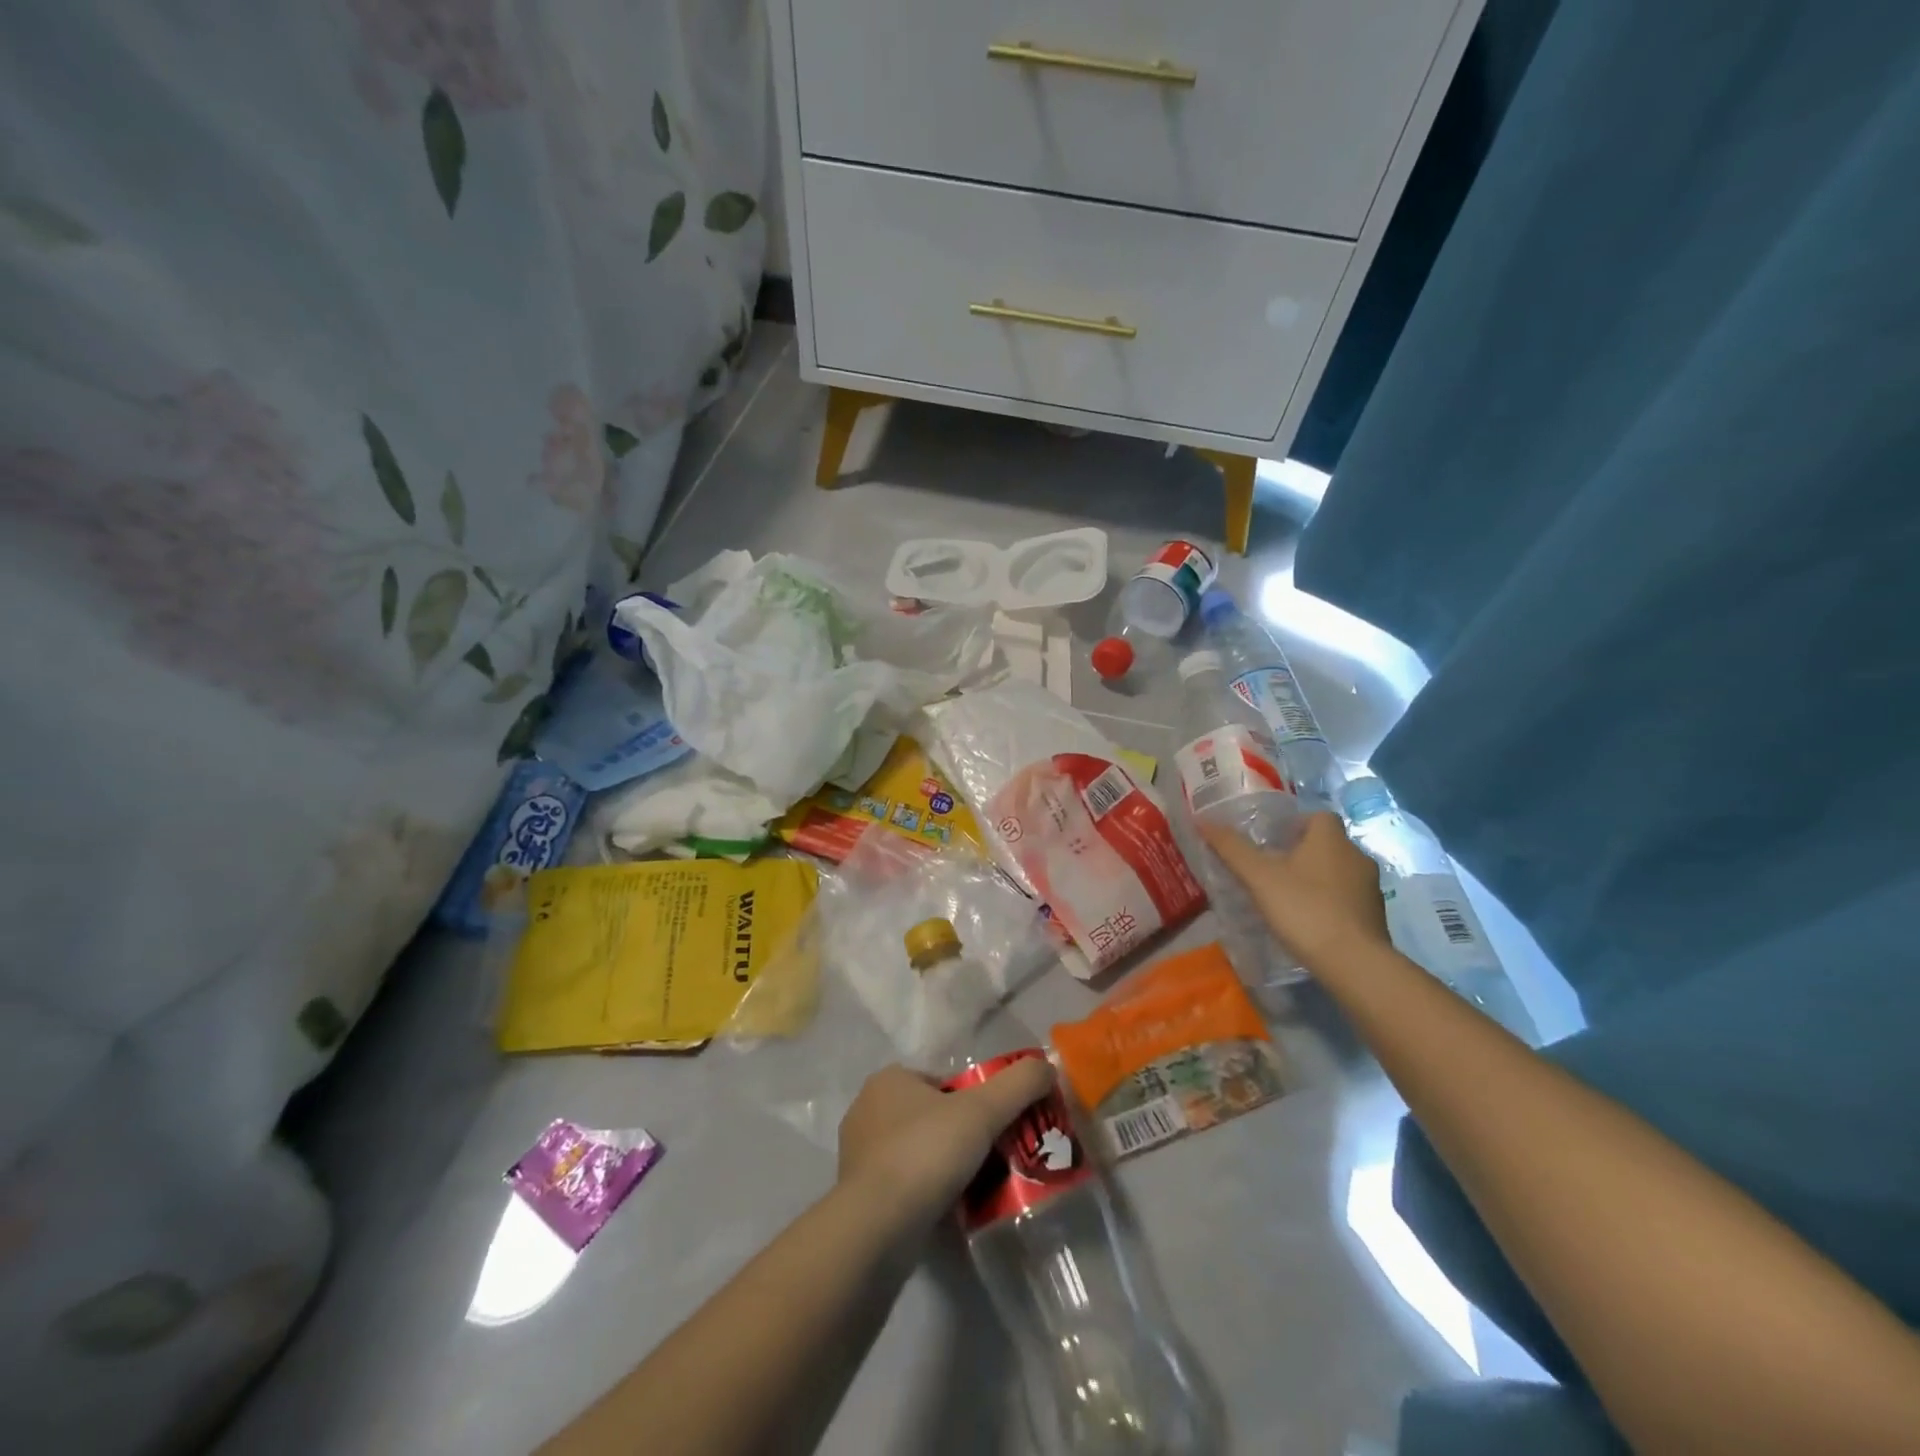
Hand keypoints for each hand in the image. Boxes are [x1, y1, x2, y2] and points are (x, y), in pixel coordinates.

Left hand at [837, 1060, 1054, 1232]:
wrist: (876, 1229)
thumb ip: (1019, 1084)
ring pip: (917, 1152)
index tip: (997, 1127)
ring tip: (977, 1189)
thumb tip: (1046, 1068)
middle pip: (932, 1116)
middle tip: (994, 1159)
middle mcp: (868, 1110)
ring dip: (944, 1167)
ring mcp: (859, 1155)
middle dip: (962, 1136)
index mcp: (889, 1079)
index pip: (943, 1082)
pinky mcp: (858, 1197)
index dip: (975, 1101)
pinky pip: (903, 1186)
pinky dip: (926, 1194)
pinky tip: (949, 1212)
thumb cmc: (926, 1153)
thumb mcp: (983, 1111)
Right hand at [1200, 811, 1390, 973]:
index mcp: (1331, 838)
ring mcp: (1370, 887)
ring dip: (1317, 878)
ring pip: (1339, 871)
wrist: (1353, 962)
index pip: (1318, 815)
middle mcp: (1356, 856)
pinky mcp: (1375, 915)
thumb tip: (1202, 820)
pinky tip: (1309, 920)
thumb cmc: (1304, 908)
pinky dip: (1330, 902)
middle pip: (1327, 843)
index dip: (1295, 824)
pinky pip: (1348, 898)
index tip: (1272, 841)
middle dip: (1302, 852)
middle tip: (1272, 869)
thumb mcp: (1259, 877)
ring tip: (1288, 896)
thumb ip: (1232, 848)